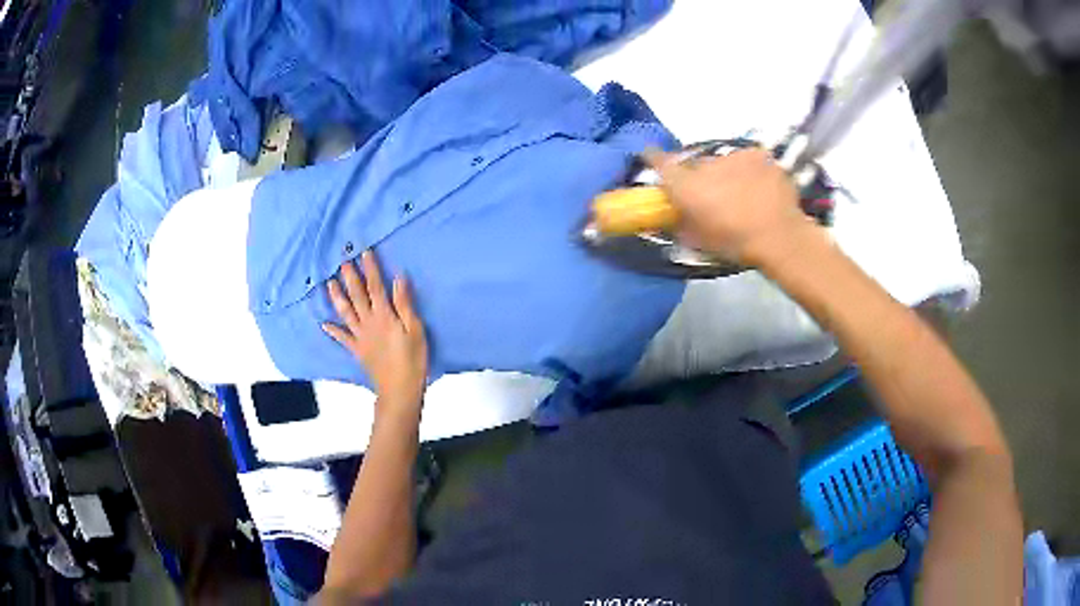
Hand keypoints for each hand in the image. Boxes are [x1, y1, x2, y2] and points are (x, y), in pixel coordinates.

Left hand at [323, 251, 428, 413]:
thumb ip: (404, 304)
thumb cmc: (412, 360)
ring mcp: (360, 337)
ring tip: (330, 283)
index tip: (364, 253)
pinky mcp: (357, 350)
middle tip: (342, 261)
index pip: (375, 287)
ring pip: (346, 313)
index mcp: (385, 315)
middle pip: (357, 296)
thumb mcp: (415, 330)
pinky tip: (324, 324)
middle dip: (350, 277)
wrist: (399, 389)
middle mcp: (369, 322)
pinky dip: (333, 330)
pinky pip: (343, 338)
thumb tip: (397, 279)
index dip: (370, 269)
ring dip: (337, 297)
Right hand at [646, 148, 813, 264]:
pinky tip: (759, 189)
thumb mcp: (700, 242)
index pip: (658, 160)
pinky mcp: (758, 154)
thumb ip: (681, 225)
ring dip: (725, 173)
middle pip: (694, 164)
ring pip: (722, 162)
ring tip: (740, 194)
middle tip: (710, 194)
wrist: (780, 236)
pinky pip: (747, 161)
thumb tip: (673, 218)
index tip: (649, 156)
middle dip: (698, 176)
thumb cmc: (735, 243)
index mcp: (685, 185)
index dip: (652, 157)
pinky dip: (749, 172)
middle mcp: (705, 162)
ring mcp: (734, 155)